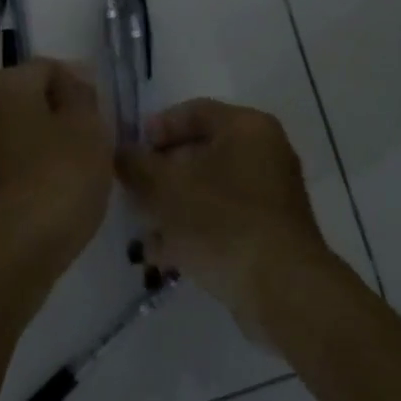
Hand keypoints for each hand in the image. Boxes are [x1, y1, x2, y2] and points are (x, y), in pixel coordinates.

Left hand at [0, 59, 113, 299]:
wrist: (5, 255)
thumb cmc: (55, 180)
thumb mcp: (87, 129)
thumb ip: (82, 97)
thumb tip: (70, 84)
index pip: (48, 68)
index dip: (81, 87)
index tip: (105, 118)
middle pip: (27, 104)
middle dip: (60, 119)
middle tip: (94, 148)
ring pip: (15, 139)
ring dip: (43, 151)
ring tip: (75, 179)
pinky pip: (4, 173)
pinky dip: (26, 180)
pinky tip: (49, 203)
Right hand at [116, 99, 333, 340]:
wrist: (281, 289)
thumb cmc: (221, 223)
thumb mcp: (165, 189)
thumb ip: (135, 164)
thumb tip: (120, 152)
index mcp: (246, 128)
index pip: (193, 111)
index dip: (155, 128)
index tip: (128, 152)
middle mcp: (265, 153)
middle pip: (199, 152)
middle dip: (160, 174)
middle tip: (131, 193)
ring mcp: (270, 195)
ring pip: (208, 190)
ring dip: (172, 207)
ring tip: (142, 231)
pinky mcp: (269, 231)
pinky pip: (222, 219)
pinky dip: (194, 230)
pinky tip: (164, 257)